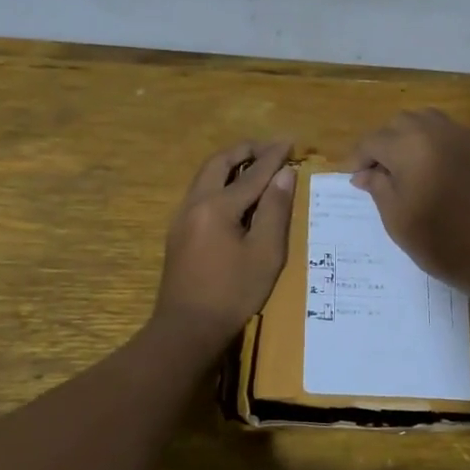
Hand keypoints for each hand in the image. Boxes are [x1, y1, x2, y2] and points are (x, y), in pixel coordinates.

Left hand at [153, 140, 296, 350]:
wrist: (187, 328)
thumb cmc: (233, 293)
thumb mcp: (265, 253)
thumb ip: (275, 210)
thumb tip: (284, 175)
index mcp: (217, 206)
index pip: (252, 173)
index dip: (273, 156)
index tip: (290, 141)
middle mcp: (195, 203)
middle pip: (219, 163)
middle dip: (246, 150)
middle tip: (270, 148)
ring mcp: (182, 217)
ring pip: (205, 175)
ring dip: (230, 164)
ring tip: (254, 164)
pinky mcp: (179, 232)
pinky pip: (201, 192)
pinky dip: (220, 181)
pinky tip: (234, 193)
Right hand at [350, 109, 469, 295]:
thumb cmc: (439, 240)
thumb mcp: (396, 217)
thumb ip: (377, 186)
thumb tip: (363, 173)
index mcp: (409, 146)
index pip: (373, 141)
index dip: (358, 158)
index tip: (353, 177)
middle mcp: (435, 131)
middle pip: (399, 123)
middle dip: (384, 143)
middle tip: (378, 172)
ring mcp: (463, 136)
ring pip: (427, 121)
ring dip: (409, 137)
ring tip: (405, 166)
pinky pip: (450, 133)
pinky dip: (434, 143)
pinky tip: (434, 169)